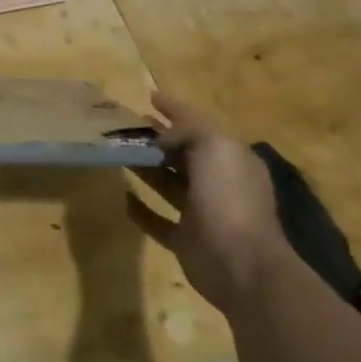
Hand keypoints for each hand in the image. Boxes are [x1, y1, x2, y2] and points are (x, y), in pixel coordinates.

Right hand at [125, 93, 291, 313]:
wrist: (242, 264)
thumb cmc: (229, 198)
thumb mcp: (214, 148)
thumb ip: (188, 132)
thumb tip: (162, 136)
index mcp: (230, 157)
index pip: (199, 124)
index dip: (175, 109)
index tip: (149, 97)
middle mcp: (218, 181)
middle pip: (182, 153)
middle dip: (157, 138)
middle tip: (125, 125)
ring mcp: (202, 212)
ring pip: (168, 182)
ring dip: (145, 168)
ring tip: (118, 152)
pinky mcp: (186, 239)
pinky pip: (158, 220)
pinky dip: (141, 210)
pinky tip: (123, 197)